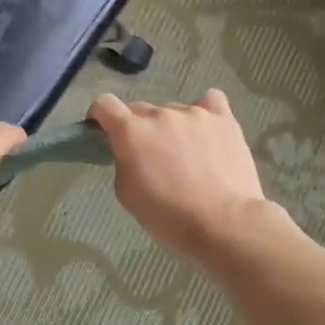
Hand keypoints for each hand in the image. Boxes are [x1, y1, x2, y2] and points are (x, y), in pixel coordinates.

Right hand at [88, 91, 272, 259]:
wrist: (223, 223)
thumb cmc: (168, 217)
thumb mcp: (127, 194)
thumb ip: (122, 163)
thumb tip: (130, 152)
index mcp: (132, 132)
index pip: (104, 105)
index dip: (99, 117)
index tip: (103, 133)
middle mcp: (161, 114)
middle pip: (139, 109)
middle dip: (137, 128)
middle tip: (148, 156)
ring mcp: (195, 113)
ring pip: (172, 110)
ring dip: (170, 127)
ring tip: (185, 153)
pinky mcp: (224, 119)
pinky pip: (209, 101)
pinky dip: (204, 112)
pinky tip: (206, 130)